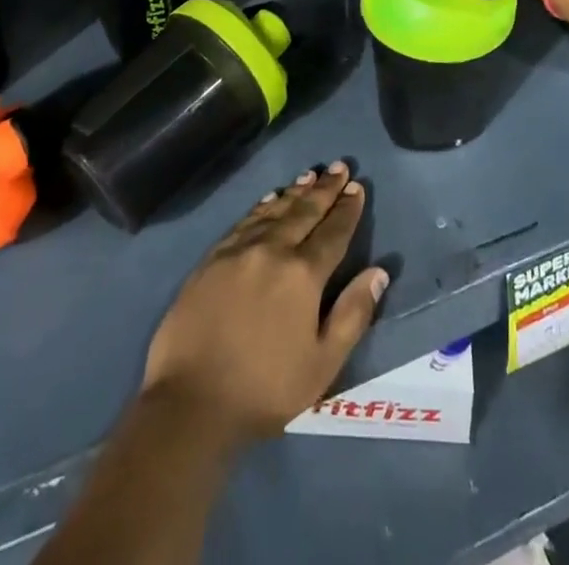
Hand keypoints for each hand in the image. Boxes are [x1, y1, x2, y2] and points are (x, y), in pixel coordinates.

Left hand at [142, 161, 388, 442]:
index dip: (347, 210)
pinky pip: (245, 221)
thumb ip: (352, 315)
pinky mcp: (213, 258)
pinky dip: (262, 205)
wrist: (190, 401)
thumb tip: (378, 272)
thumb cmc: (264, 389)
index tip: (357, 187)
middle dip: (325, 189)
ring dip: (296, 191)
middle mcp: (273, 250)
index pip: (333, 233)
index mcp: (303, 275)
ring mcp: (239, 250)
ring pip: (274, 210)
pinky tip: (270, 198)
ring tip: (311, 175)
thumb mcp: (322, 365)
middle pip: (304, 212)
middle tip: (339, 166)